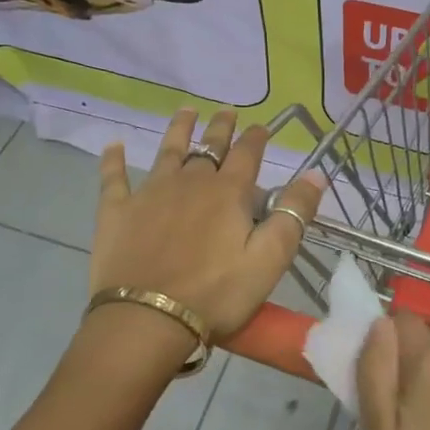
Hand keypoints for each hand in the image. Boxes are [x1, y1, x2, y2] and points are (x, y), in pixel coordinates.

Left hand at [90, 109, 325, 342]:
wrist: (147, 318)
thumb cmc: (216, 293)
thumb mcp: (269, 259)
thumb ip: (293, 214)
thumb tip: (315, 173)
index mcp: (228, 193)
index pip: (247, 155)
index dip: (256, 138)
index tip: (261, 127)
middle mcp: (190, 182)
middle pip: (209, 147)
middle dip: (221, 128)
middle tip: (226, 111)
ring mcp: (150, 193)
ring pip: (168, 152)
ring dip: (178, 130)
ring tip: (186, 111)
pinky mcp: (117, 211)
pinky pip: (114, 178)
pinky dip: (114, 160)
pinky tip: (114, 145)